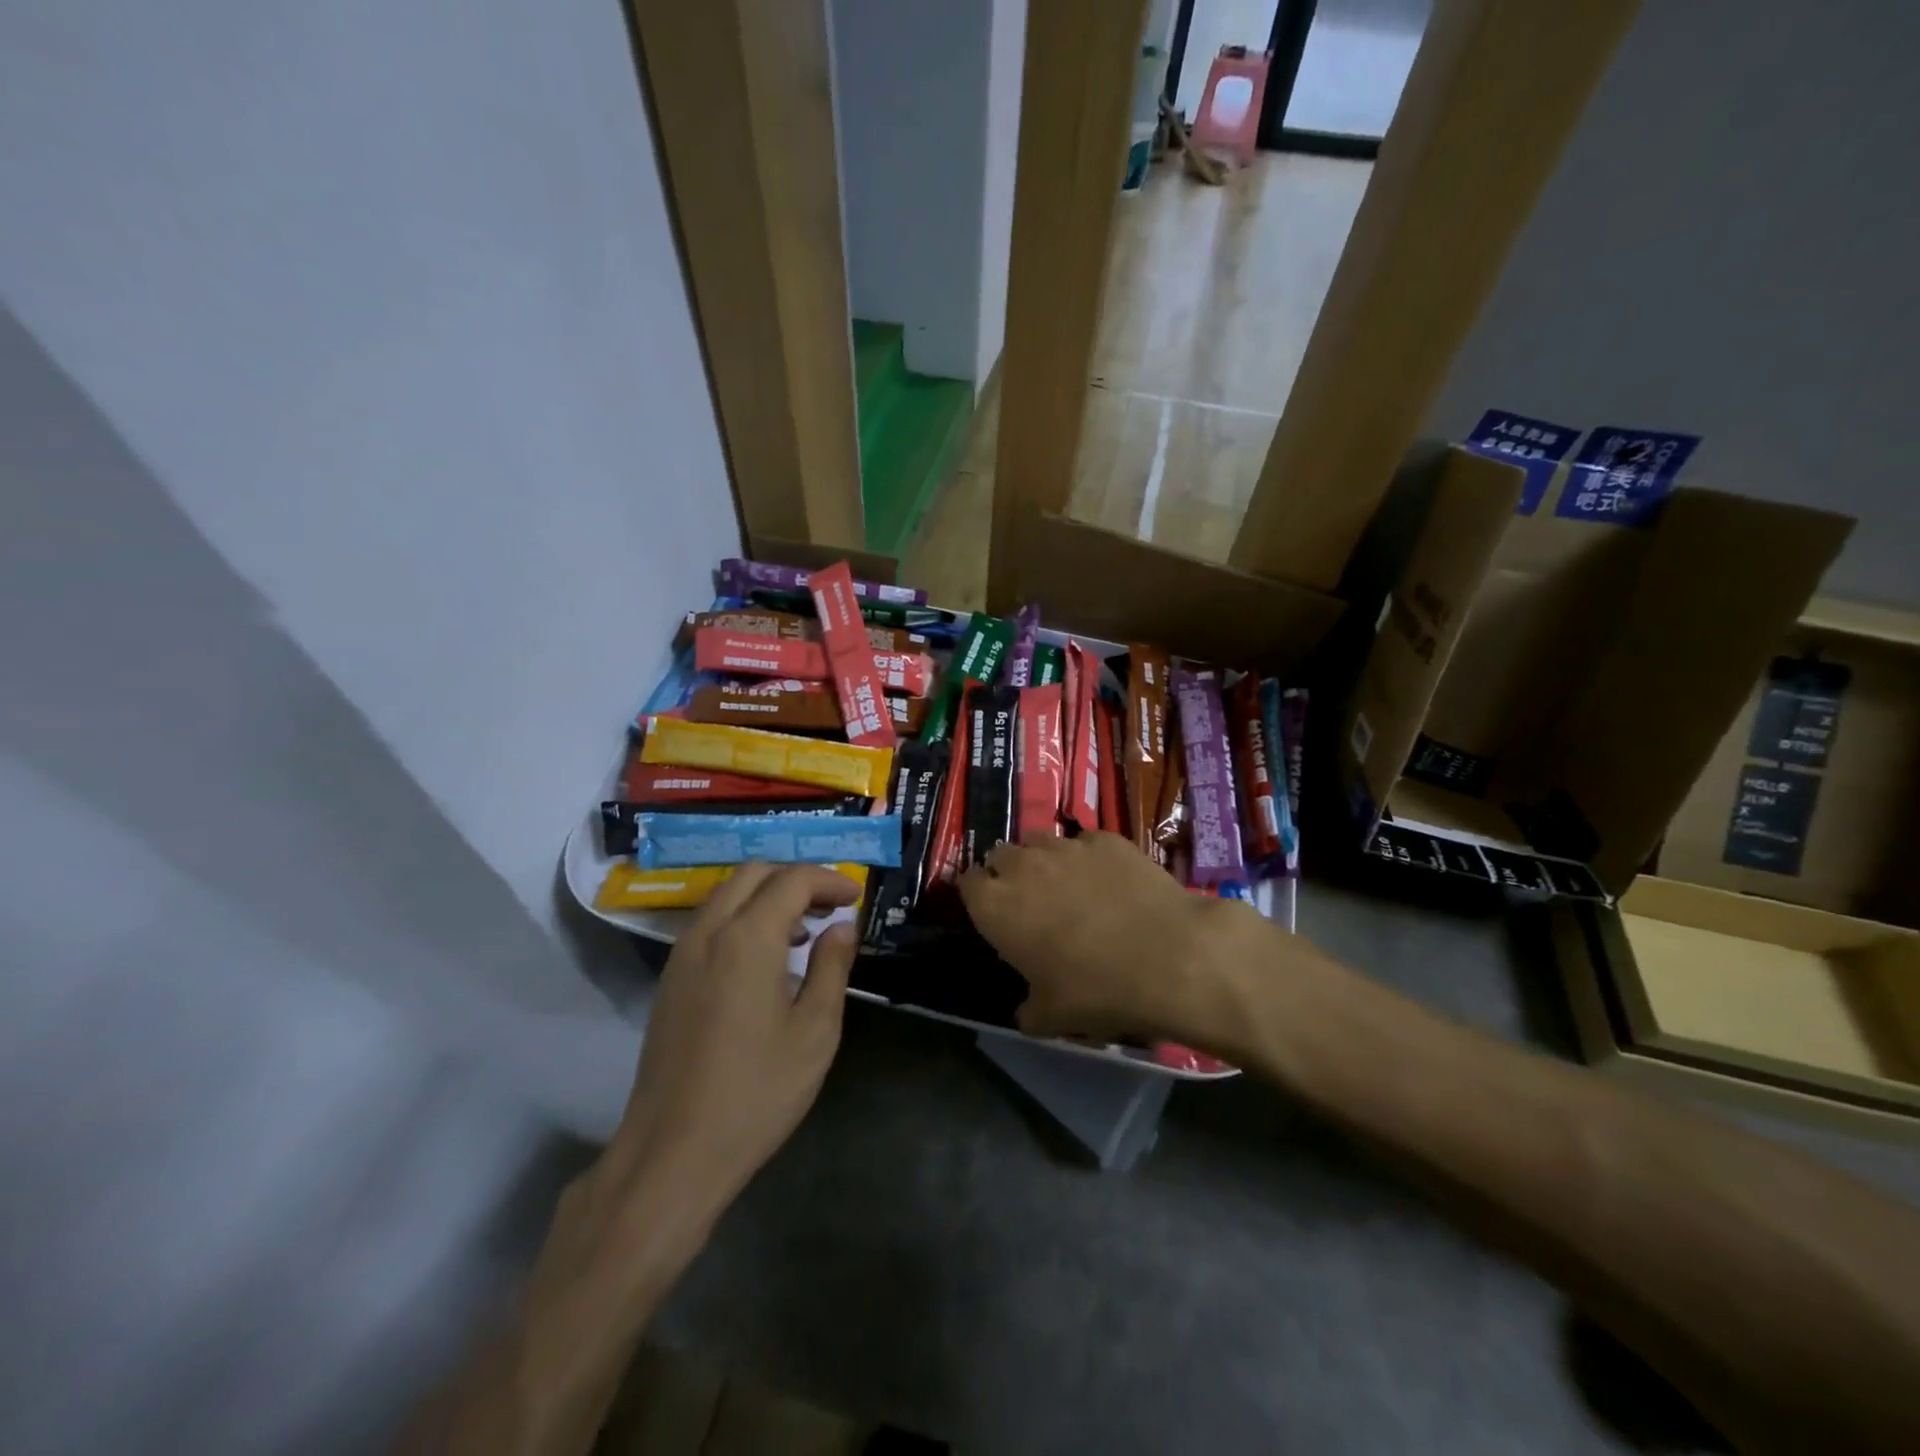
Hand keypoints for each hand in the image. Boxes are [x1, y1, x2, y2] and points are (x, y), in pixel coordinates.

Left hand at [604, 862, 863, 1222]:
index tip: (856, 897)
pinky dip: (743, 917)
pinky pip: (710, 922)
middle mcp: (708, 932)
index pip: (792, 880)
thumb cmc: (756, 1093)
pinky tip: (765, 959)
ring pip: (727, 894)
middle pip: (754, 873)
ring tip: (804, 931)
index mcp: (747, 938)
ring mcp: (682, 955)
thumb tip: (842, 926)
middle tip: (831, 906)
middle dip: (797, 879)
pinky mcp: (670, 979)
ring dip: (768, 896)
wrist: (672, 1153)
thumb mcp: (814, 1031)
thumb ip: (832, 967)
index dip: (829, 879)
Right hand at [958, 832, 1266, 1050]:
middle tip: (1030, 900)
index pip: (966, 883)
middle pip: (1001, 855)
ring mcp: (1066, 847)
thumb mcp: (1052, 1017)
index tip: (992, 912)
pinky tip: (1110, 881)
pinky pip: (1085, 842)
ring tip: (1068, 885)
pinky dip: (1088, 858)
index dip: (978, 895)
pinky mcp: (1105, 838)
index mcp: (996, 906)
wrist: (1170, 957)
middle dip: (1008, 872)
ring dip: (1044, 860)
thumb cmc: (1097, 991)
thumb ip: (1028, 1009)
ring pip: (1040, 841)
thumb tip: (1027, 1011)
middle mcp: (1023, 866)